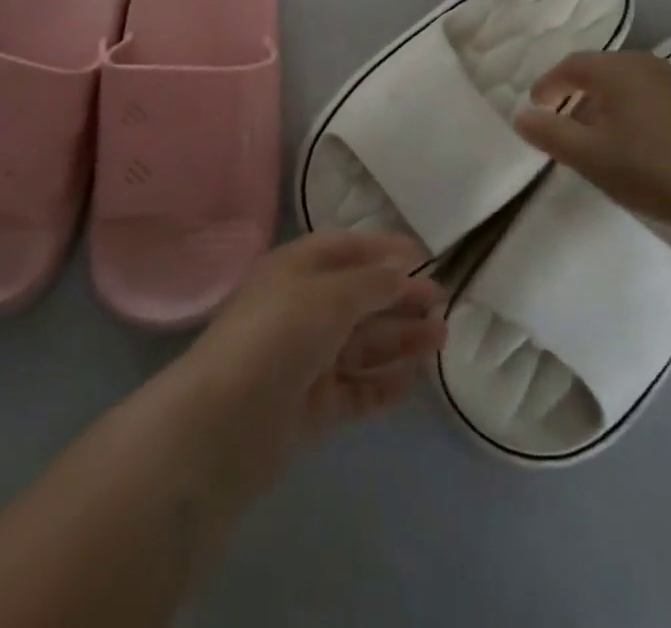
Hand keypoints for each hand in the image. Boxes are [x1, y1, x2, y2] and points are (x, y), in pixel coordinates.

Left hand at [176, 233, 446, 491]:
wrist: (227, 421)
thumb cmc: (278, 335)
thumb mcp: (328, 295)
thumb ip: (372, 283)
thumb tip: (404, 272)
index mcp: (295, 269)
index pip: (345, 249)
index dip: (383, 250)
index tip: (425, 257)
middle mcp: (302, 309)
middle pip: (358, 298)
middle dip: (399, 297)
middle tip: (443, 302)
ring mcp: (307, 359)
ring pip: (362, 344)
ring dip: (400, 339)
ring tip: (442, 337)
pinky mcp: (313, 405)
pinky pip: (356, 390)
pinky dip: (383, 385)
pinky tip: (413, 381)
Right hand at [513, 50, 670, 262]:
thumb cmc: (658, 174)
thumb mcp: (592, 159)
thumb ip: (550, 134)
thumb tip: (521, 115)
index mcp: (620, 71)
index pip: (572, 65)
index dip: (549, 84)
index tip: (537, 106)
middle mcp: (655, 65)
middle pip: (607, 71)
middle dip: (584, 94)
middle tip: (573, 125)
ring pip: (642, 85)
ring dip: (619, 104)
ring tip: (615, 139)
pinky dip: (652, 114)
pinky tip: (660, 148)